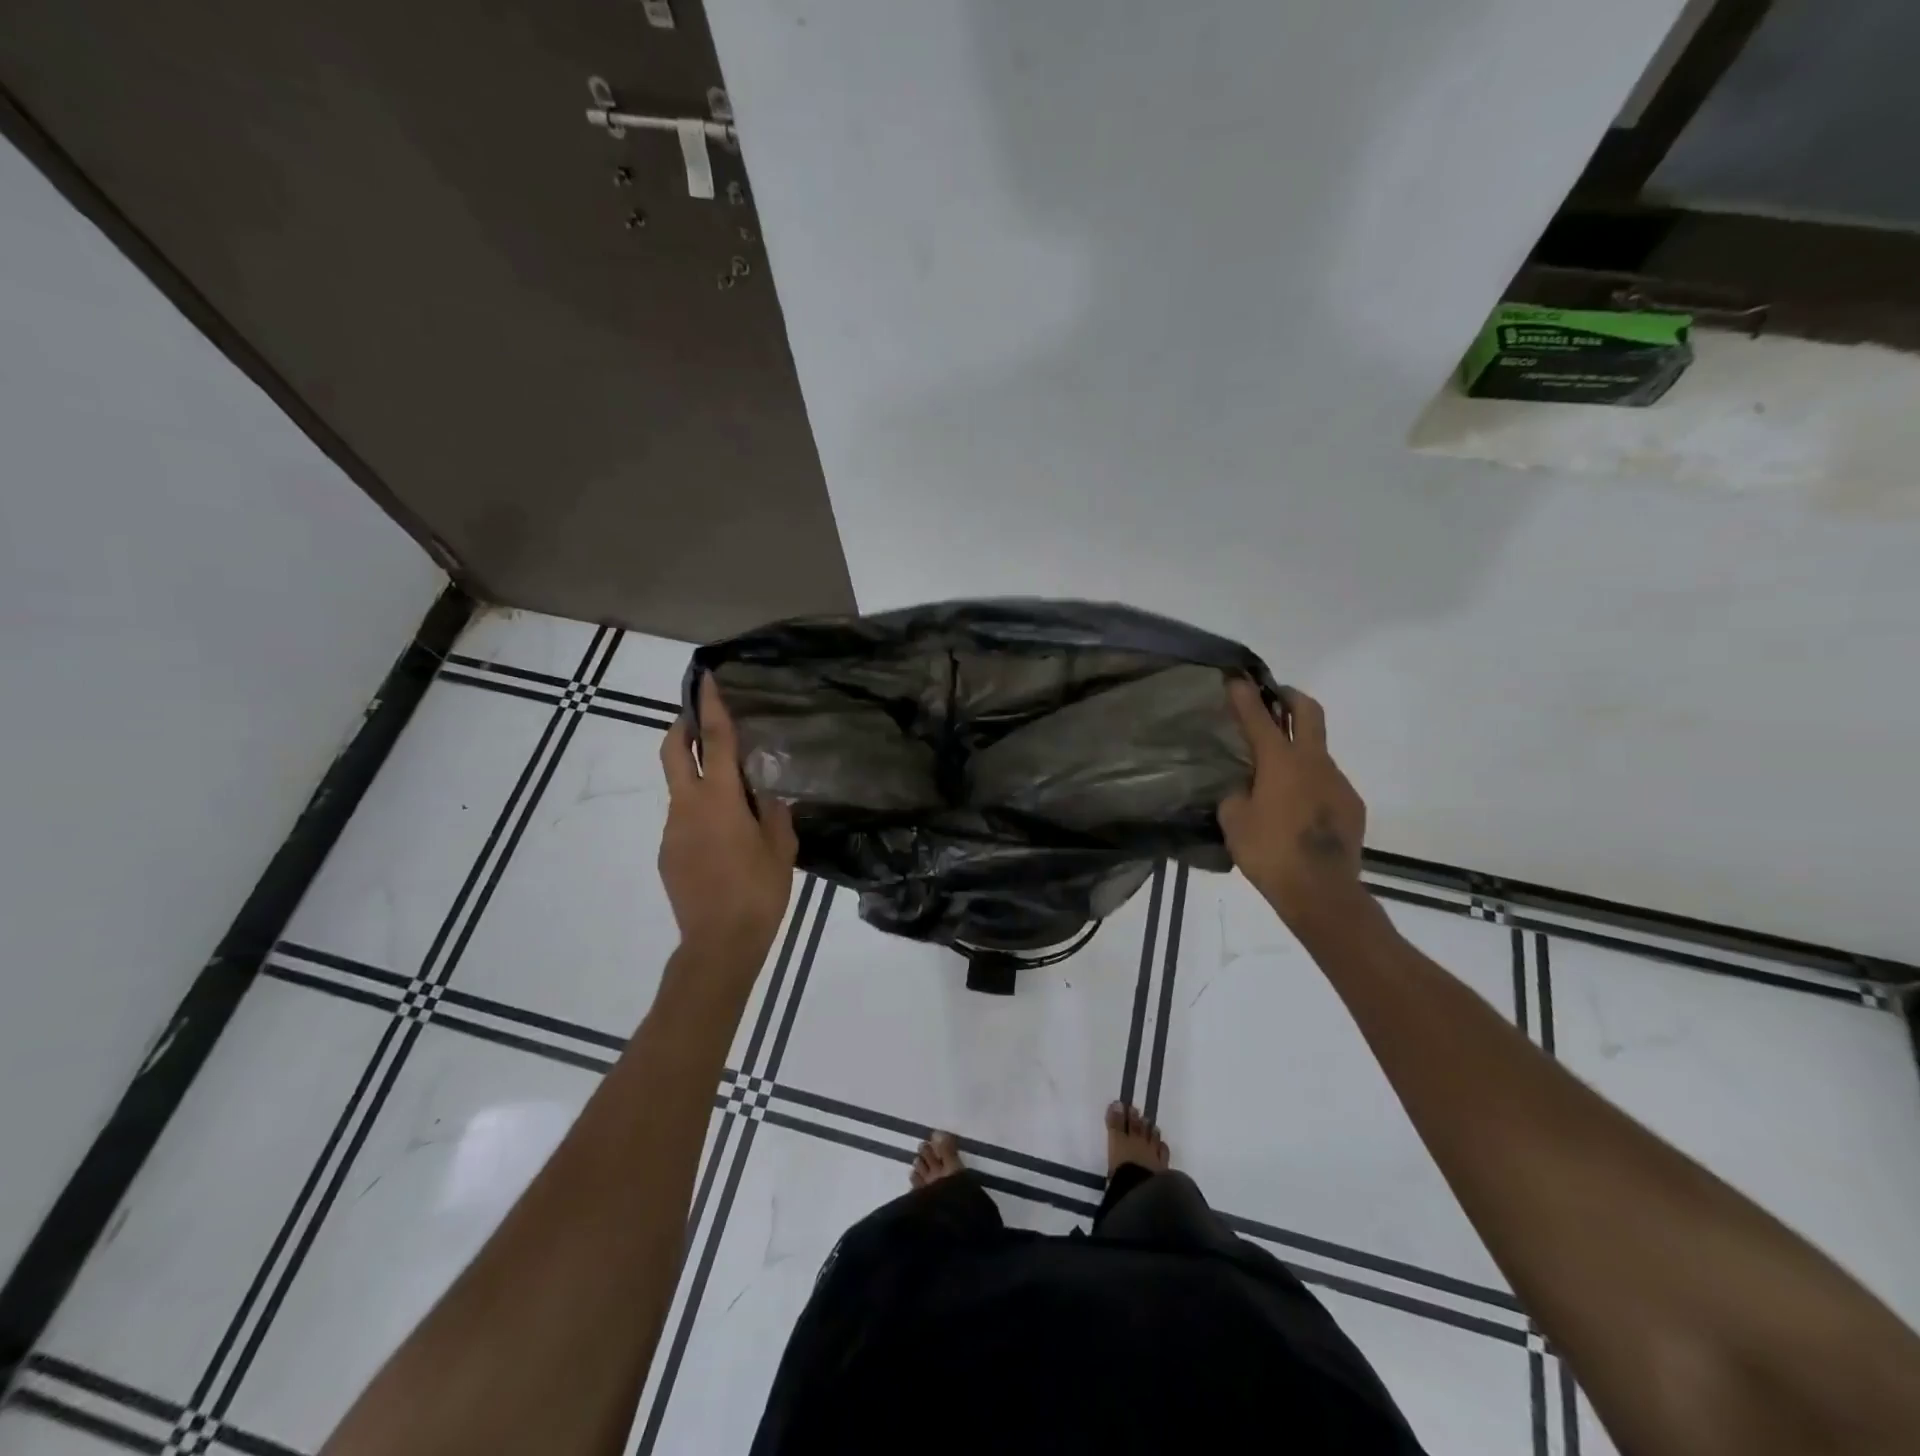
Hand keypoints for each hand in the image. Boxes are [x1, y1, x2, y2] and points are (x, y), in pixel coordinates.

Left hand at [659, 675, 797, 964]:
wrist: (718, 944)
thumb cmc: (758, 892)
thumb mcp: (781, 849)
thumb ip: (774, 813)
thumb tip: (766, 794)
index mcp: (720, 801)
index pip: (712, 741)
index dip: (710, 707)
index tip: (707, 680)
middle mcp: (687, 807)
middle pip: (673, 752)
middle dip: (681, 726)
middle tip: (700, 717)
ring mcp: (672, 830)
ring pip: (681, 789)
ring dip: (699, 779)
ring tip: (734, 801)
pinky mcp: (667, 853)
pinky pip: (683, 820)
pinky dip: (700, 814)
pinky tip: (724, 840)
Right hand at [1217, 678, 1366, 927]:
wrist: (1321, 892)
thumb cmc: (1269, 852)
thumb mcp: (1234, 821)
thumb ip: (1236, 795)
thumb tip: (1244, 789)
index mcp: (1281, 761)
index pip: (1260, 718)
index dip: (1245, 696)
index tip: (1236, 678)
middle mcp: (1314, 762)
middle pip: (1309, 712)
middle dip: (1290, 697)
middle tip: (1274, 697)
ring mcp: (1338, 782)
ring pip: (1318, 751)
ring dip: (1299, 749)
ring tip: (1276, 773)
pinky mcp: (1351, 805)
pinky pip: (1326, 782)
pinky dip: (1309, 782)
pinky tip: (1295, 807)